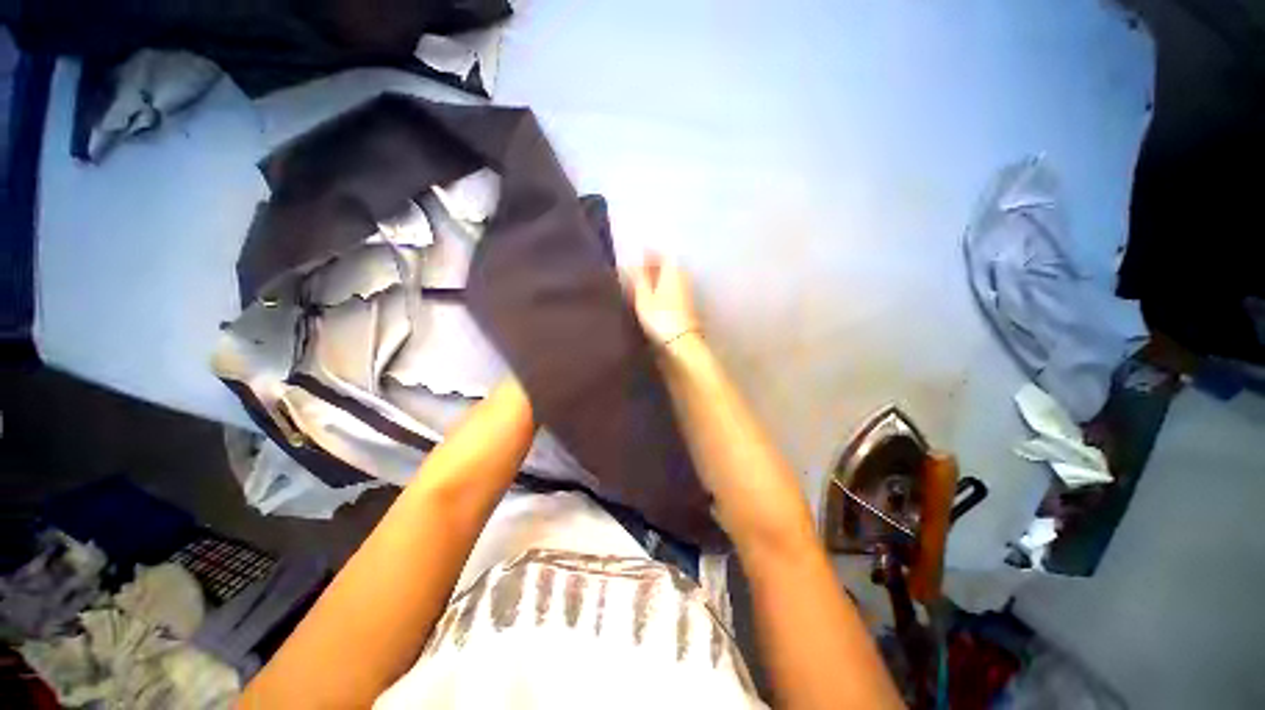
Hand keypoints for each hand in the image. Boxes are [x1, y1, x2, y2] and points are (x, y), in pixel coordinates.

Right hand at [626, 254, 700, 347]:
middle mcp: (683, 276)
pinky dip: (665, 288)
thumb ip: (639, 278)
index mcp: (673, 270)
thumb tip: (634, 262)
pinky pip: (675, 288)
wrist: (682, 341)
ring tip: (645, 283)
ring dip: (660, 277)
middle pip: (670, 265)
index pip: (663, 254)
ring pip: (673, 277)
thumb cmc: (660, 316)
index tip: (639, 255)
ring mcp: (688, 291)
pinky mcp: (689, 304)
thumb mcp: (644, 297)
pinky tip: (656, 296)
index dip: (651, 253)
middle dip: (655, 265)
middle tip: (640, 269)